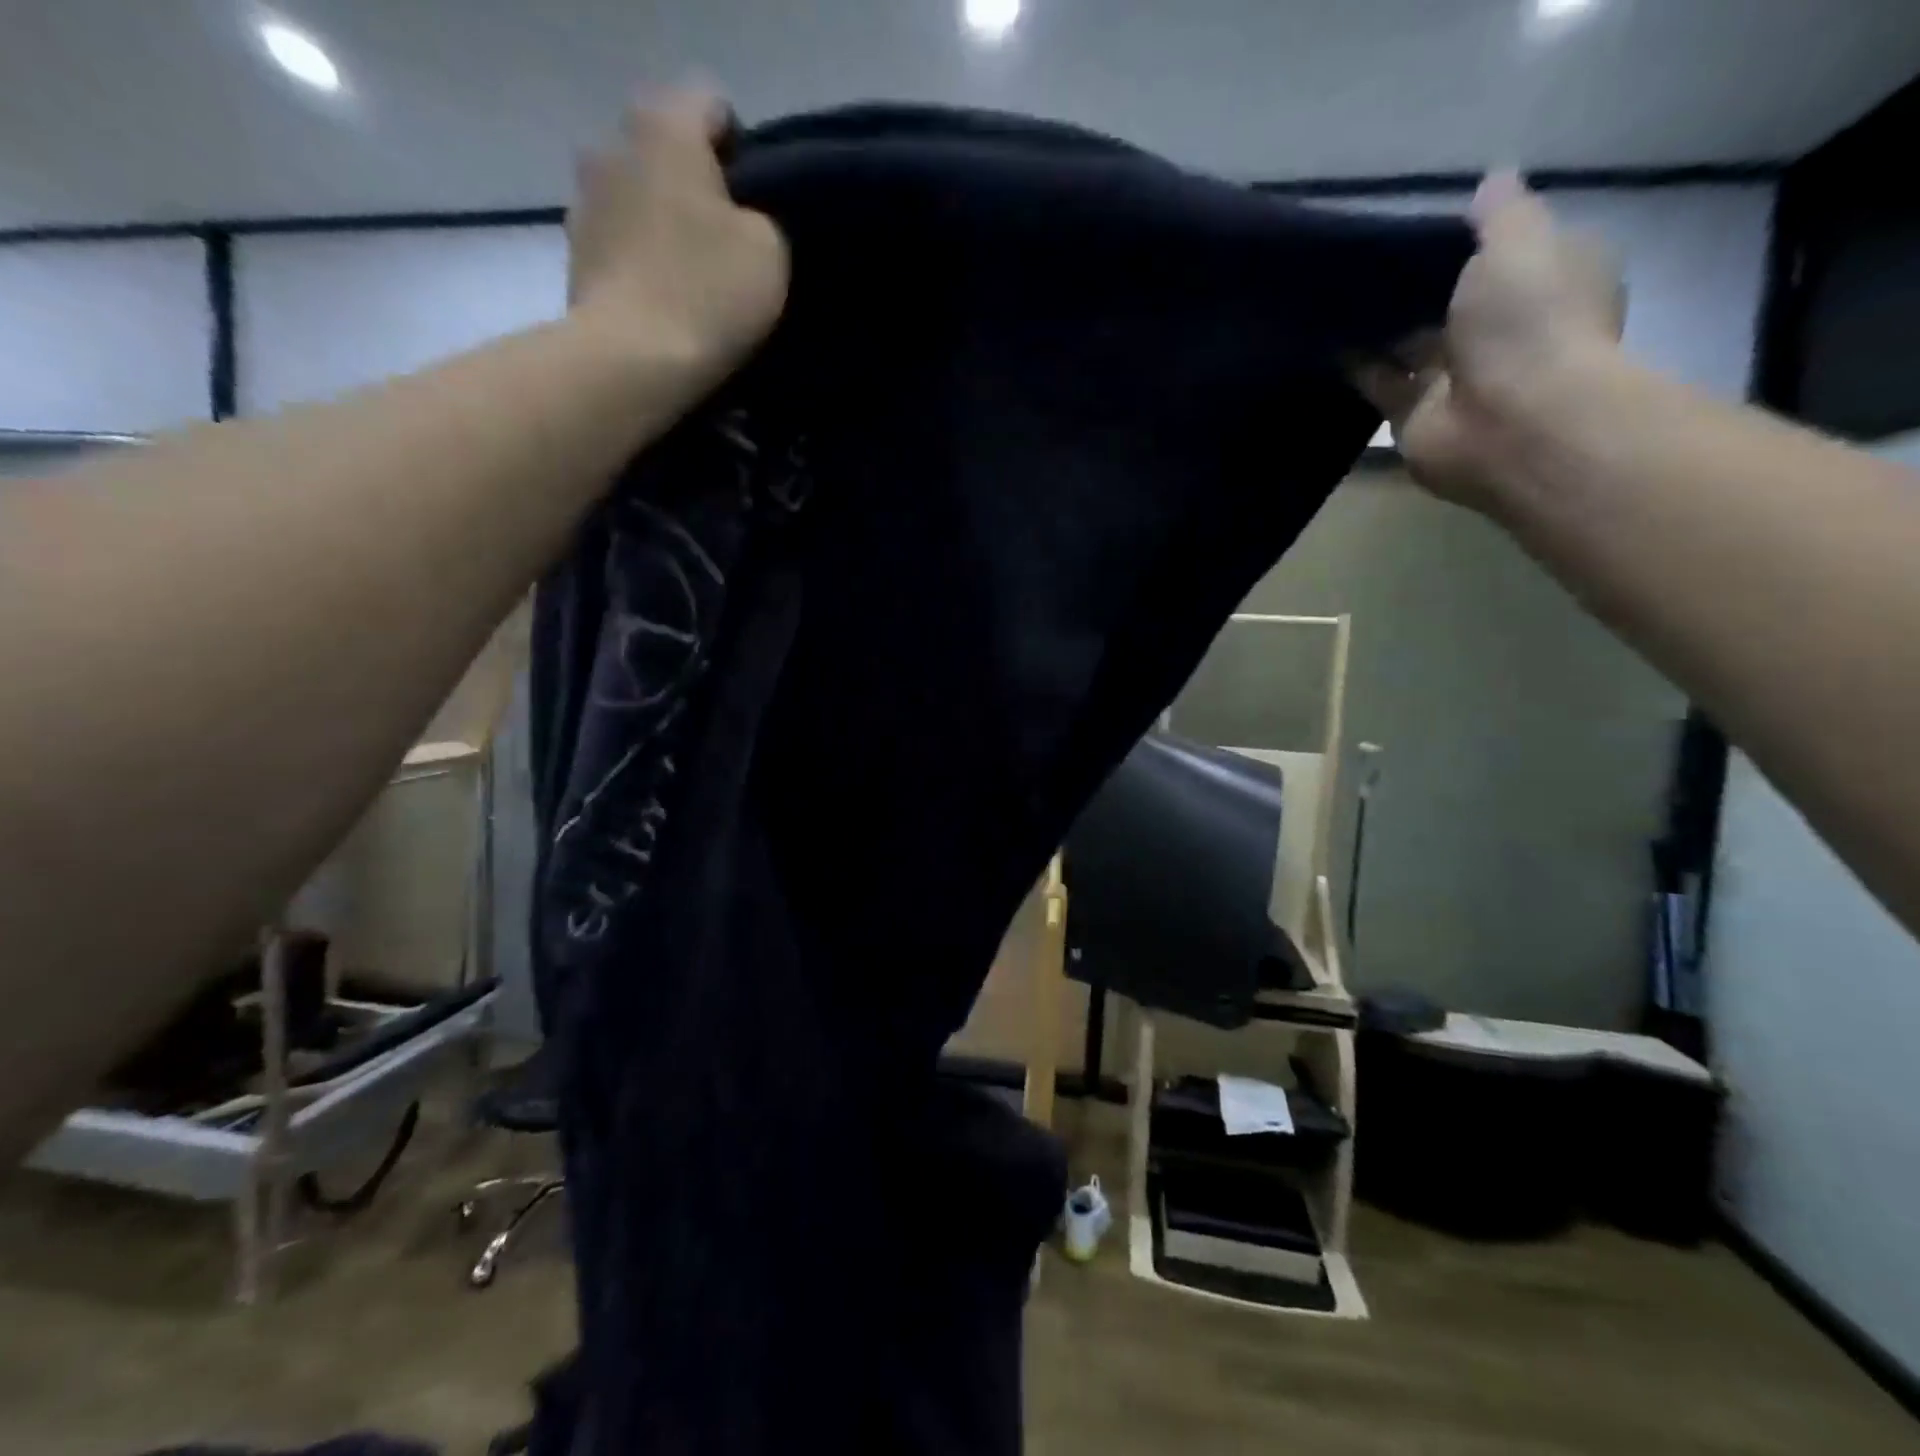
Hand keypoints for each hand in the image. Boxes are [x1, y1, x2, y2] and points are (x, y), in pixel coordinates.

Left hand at [568, 90, 789, 386]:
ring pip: (640, 199)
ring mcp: (583, 201)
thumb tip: (742, 220)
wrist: (632, 361)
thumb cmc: (707, 293)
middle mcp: (612, 145)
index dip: (745, 153)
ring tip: (695, 280)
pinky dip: (642, 263)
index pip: (713, 107)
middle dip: (698, 190)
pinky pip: (621, 245)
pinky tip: (665, 302)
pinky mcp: (574, 256)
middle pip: (668, 154)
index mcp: (663, 126)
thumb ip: (762, 218)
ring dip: (665, 227)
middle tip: (731, 247)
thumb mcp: (770, 250)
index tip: (760, 206)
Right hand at [1353, 173, 1625, 511]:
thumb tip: (1490, 181)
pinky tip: (1326, 339)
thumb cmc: (1530, 322)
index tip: (1424, 224)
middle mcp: (1505, 333)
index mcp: (1548, 283)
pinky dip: (1356, 365)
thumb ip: (1500, 214)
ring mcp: (1458, 379)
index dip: (1471, 239)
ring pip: (1412, 344)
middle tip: (1366, 259)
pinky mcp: (1414, 416)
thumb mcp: (1521, 241)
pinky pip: (1381, 383)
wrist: (1511, 422)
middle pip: (1454, 302)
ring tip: (1335, 295)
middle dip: (1416, 286)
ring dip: (1380, 326)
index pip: (1510, 253)